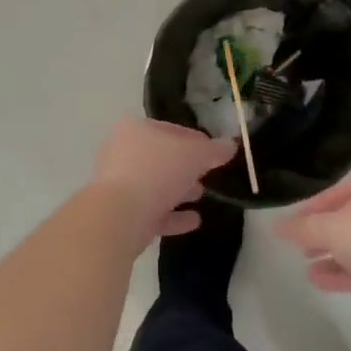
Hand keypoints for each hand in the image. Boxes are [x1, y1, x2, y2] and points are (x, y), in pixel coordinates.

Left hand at [90, 118, 237, 240]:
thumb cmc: (157, 171)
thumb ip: (214, 150)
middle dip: (186, 167)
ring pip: (155, 184)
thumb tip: (231, 145)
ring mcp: (119, 184)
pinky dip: (172, 215)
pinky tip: (193, 221)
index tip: (216, 153)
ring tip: (200, 195)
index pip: (172, 130)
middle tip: (207, 174)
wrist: (119, 215)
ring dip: (178, 190)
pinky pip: (152, 211)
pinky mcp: (121, 213)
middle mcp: (122, 152)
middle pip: (162, 157)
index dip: (197, 140)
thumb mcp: (194, 155)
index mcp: (135, 129)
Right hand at [275, 168, 350, 314]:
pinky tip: (323, 282)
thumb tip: (275, 227)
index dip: (308, 211)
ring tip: (306, 269)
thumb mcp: (330, 228)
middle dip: (322, 235)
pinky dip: (348, 273)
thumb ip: (302, 229)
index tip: (288, 228)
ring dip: (333, 258)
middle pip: (348, 220)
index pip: (332, 194)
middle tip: (299, 248)